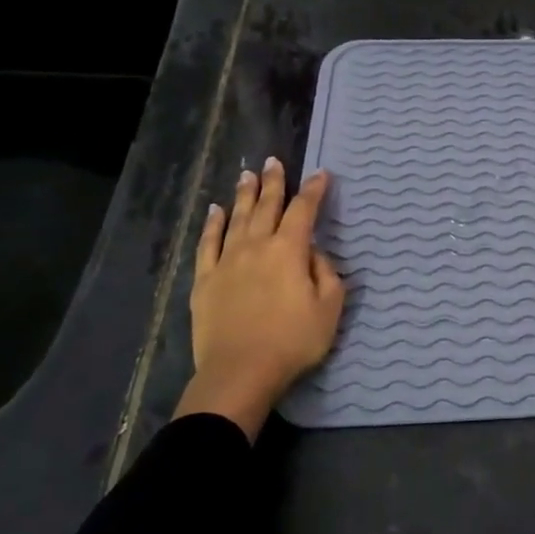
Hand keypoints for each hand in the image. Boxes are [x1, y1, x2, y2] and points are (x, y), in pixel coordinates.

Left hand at [175, 158, 345, 439]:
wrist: (240, 372)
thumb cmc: (293, 341)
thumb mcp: (330, 308)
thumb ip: (327, 273)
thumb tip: (314, 253)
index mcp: (290, 250)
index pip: (304, 211)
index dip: (314, 190)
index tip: (321, 174)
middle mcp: (257, 246)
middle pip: (266, 206)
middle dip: (274, 183)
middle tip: (274, 161)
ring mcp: (227, 262)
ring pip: (236, 219)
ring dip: (244, 195)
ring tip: (247, 175)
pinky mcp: (205, 281)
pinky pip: (208, 244)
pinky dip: (212, 225)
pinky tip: (214, 211)